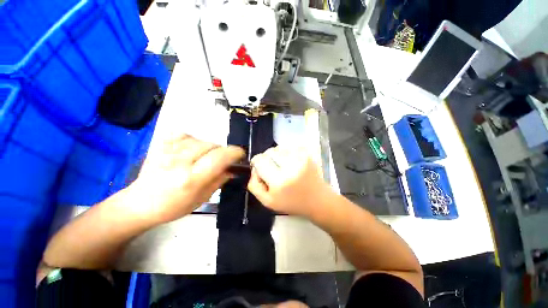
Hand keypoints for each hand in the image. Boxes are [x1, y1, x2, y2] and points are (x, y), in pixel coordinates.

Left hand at [130, 135, 243, 223]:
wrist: (139, 203)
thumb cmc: (173, 206)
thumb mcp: (202, 198)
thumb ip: (219, 180)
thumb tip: (233, 169)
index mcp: (191, 179)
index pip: (219, 157)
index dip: (234, 152)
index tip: (241, 154)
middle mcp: (179, 162)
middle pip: (212, 146)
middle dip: (222, 152)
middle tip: (222, 161)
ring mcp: (168, 151)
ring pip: (201, 140)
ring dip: (209, 148)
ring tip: (205, 158)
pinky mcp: (161, 145)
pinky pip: (185, 135)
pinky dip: (194, 140)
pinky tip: (191, 149)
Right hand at [247, 146, 331, 216]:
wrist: (317, 199)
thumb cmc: (292, 203)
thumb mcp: (268, 202)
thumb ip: (254, 186)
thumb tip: (254, 169)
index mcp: (280, 181)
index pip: (260, 160)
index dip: (256, 162)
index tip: (259, 167)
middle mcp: (291, 167)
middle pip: (269, 151)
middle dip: (267, 158)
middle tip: (272, 168)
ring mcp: (302, 158)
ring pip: (279, 147)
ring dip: (277, 155)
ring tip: (282, 165)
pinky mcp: (308, 154)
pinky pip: (290, 146)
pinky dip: (287, 152)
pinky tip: (290, 161)